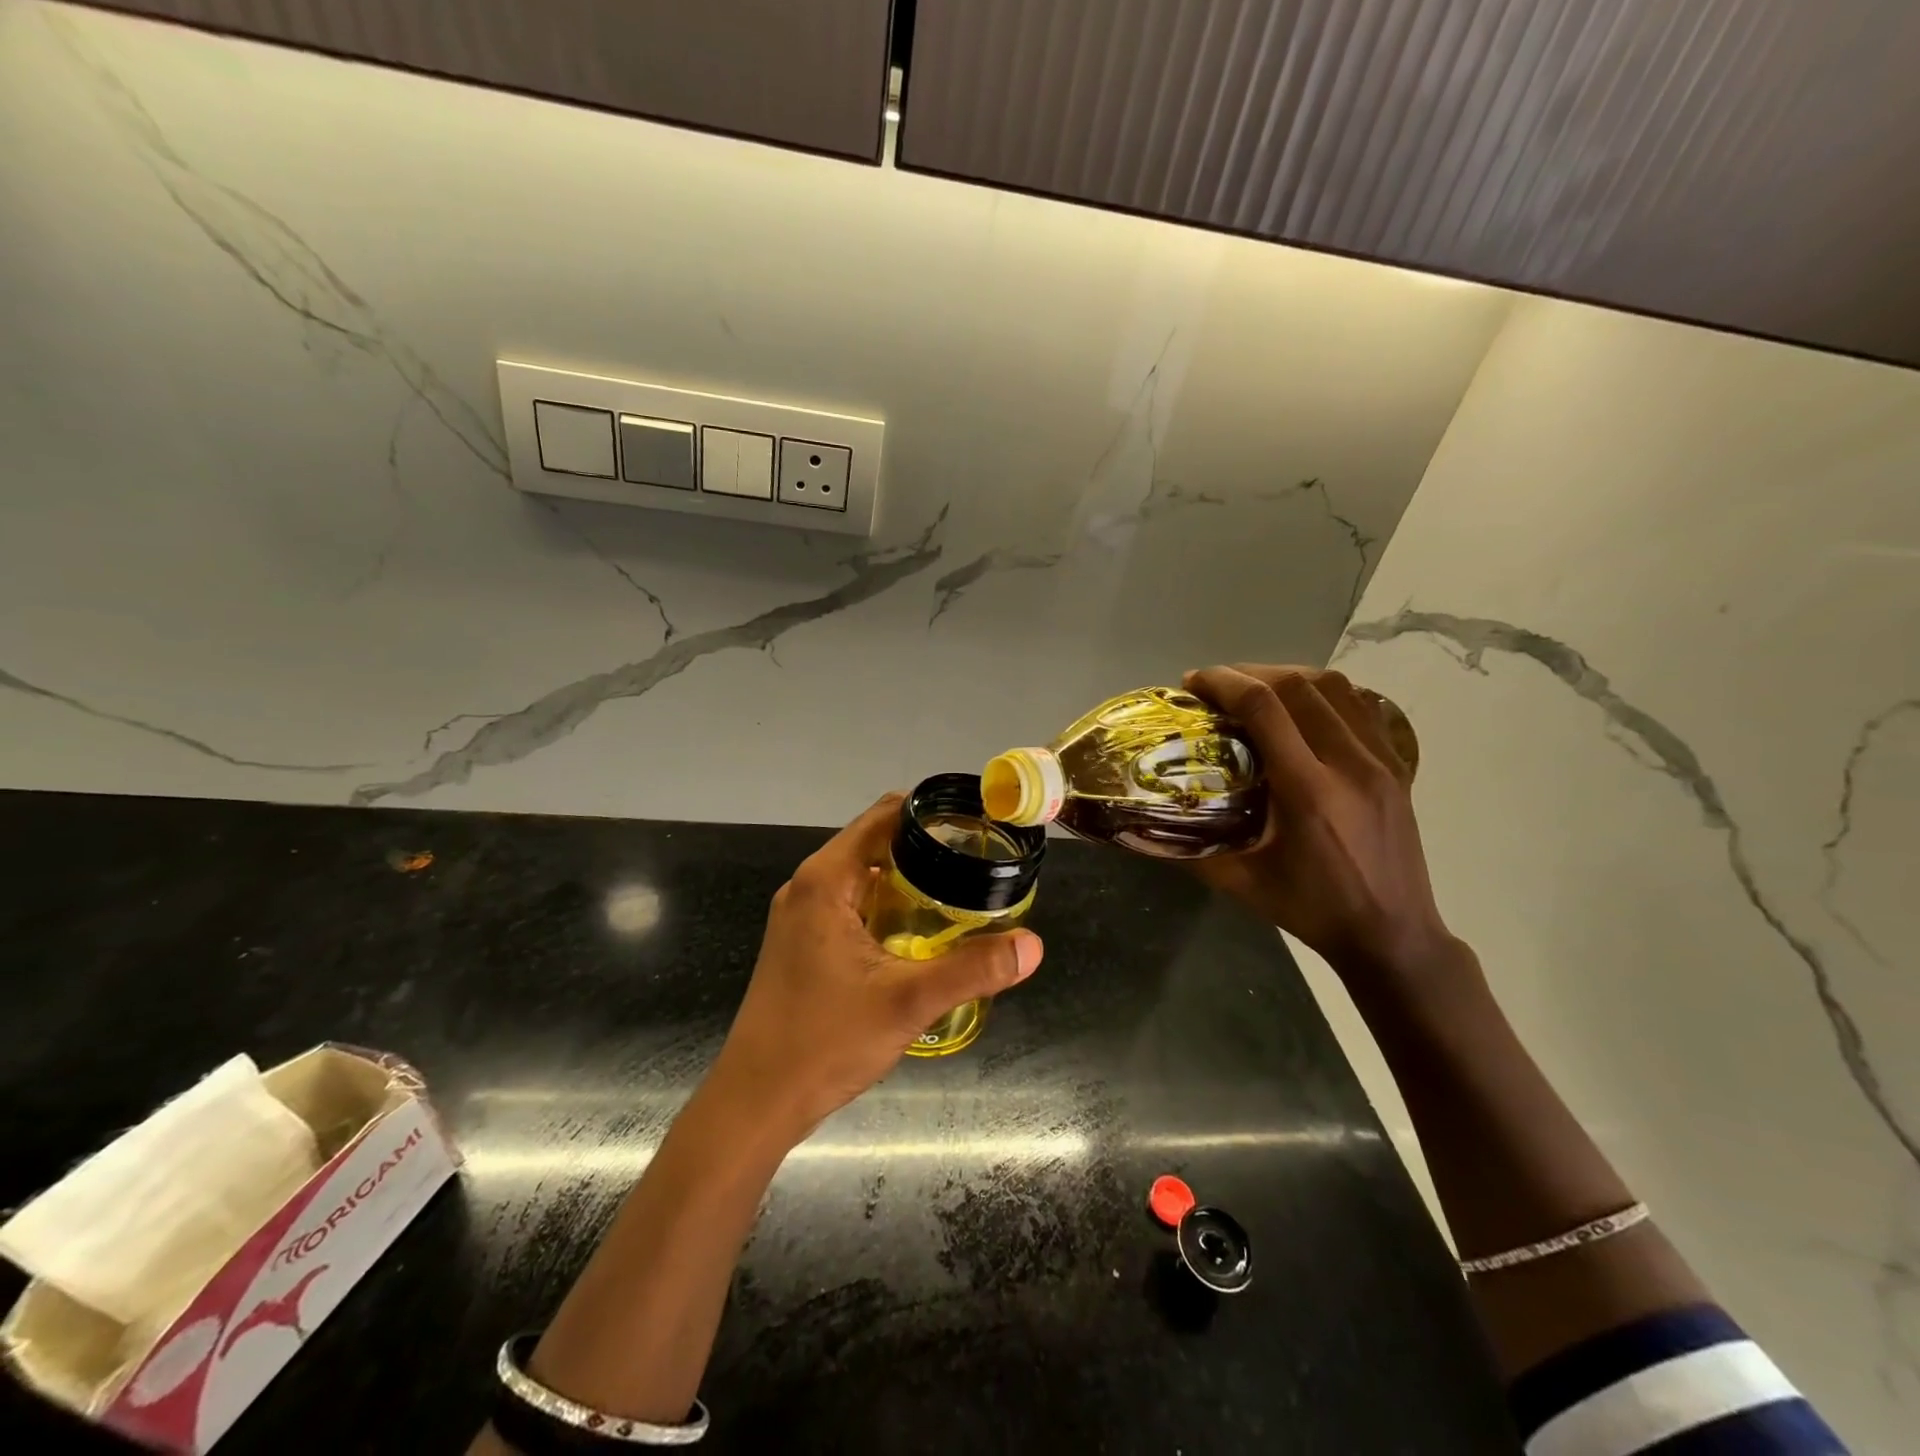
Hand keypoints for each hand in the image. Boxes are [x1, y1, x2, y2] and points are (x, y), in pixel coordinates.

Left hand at [708, 794, 1043, 1143]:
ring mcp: (802, 915)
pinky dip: (889, 905)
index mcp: (827, 880)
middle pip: (876, 842)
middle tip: (980, 863)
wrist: (756, 1101)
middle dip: (928, 847)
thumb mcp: (907, 1002)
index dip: (932, 812)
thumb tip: (1032, 945)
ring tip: (961, 893)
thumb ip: (973, 970)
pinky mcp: (803, 942)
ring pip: (865, 875)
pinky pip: (853, 903)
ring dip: (909, 879)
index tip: (978, 824)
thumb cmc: (824, 1042)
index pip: (885, 816)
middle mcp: (810, 886)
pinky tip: (921, 933)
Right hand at [1183, 665, 1456, 987]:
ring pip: (1336, 688)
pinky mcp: (1397, 767)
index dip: (1224, 683)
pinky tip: (1304, 706)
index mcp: (1308, 791)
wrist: (1393, 935)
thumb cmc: (1312, 910)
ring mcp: (1381, 762)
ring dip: (1289, 676)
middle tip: (1218, 685)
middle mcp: (1349, 764)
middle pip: (1299, 686)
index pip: (1264, 708)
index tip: (1193, 683)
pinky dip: (1327, 693)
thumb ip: (1191, 852)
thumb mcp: (1242, 884)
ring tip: (1257, 688)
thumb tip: (1141, 829)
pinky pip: (1362, 707)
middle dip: (1250, 673)